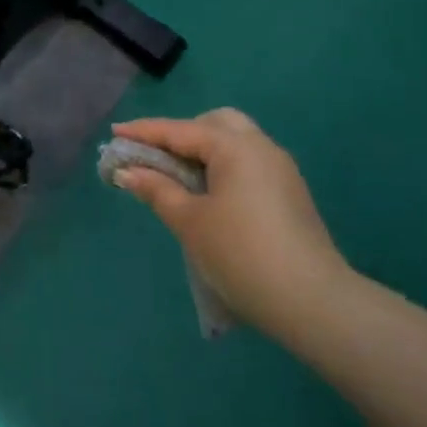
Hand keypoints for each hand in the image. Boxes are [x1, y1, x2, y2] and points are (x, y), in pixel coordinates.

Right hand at [111, 110, 351, 341]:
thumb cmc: (240, 254)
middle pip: (216, 124)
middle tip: (155, 157)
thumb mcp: (189, 221)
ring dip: (203, 152)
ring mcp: (281, 171)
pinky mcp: (289, 194)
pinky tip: (208, 195)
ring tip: (177, 178)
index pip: (180, 130)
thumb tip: (127, 172)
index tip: (115, 133)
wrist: (311, 302)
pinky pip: (248, 165)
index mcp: (235, 147)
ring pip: (236, 143)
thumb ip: (156, 189)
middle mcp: (262, 148)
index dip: (144, 132)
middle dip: (182, 134)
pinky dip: (222, 168)